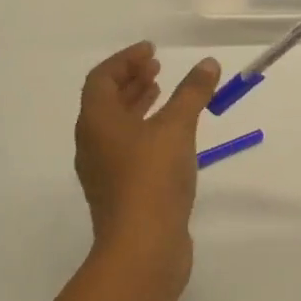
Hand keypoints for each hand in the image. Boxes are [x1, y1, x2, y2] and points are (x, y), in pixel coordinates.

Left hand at [73, 43, 220, 268]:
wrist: (142, 248)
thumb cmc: (152, 178)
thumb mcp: (177, 127)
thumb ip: (192, 93)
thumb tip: (208, 64)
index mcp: (96, 122)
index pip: (101, 78)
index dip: (125, 60)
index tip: (152, 51)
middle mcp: (93, 143)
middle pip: (106, 101)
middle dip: (131, 80)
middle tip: (157, 67)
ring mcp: (104, 171)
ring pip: (116, 126)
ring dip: (137, 104)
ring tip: (164, 93)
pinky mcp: (120, 192)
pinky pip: (127, 148)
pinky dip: (144, 130)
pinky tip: (171, 135)